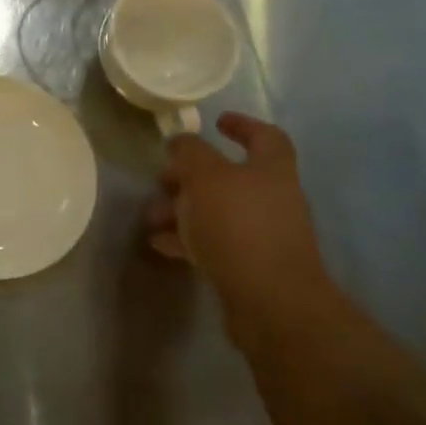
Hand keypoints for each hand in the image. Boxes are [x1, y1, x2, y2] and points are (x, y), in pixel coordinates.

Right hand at [146, 113, 335, 344]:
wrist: (271, 302)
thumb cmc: (238, 226)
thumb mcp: (205, 178)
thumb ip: (190, 153)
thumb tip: (181, 141)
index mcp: (272, 169)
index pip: (265, 136)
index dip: (242, 125)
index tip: (215, 122)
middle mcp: (273, 198)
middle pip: (231, 177)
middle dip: (192, 175)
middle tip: (162, 178)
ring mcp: (264, 235)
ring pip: (218, 211)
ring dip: (183, 209)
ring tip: (151, 215)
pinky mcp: (251, 266)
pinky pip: (215, 243)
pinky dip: (188, 239)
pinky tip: (160, 243)